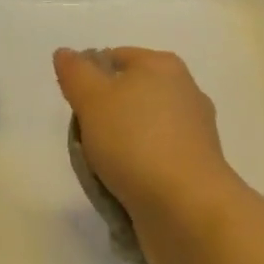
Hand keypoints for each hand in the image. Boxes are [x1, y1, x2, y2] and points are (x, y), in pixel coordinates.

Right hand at [53, 46, 244, 263]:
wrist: (189, 210)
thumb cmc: (137, 142)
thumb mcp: (92, 99)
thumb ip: (75, 72)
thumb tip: (65, 54)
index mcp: (163, 65)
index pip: (115, 58)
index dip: (90, 79)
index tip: (77, 110)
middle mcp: (185, 91)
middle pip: (129, 95)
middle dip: (105, 118)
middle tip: (88, 142)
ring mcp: (196, 133)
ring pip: (143, 131)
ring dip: (122, 149)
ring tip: (105, 173)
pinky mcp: (199, 170)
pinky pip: (158, 162)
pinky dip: (142, 172)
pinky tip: (127, 190)